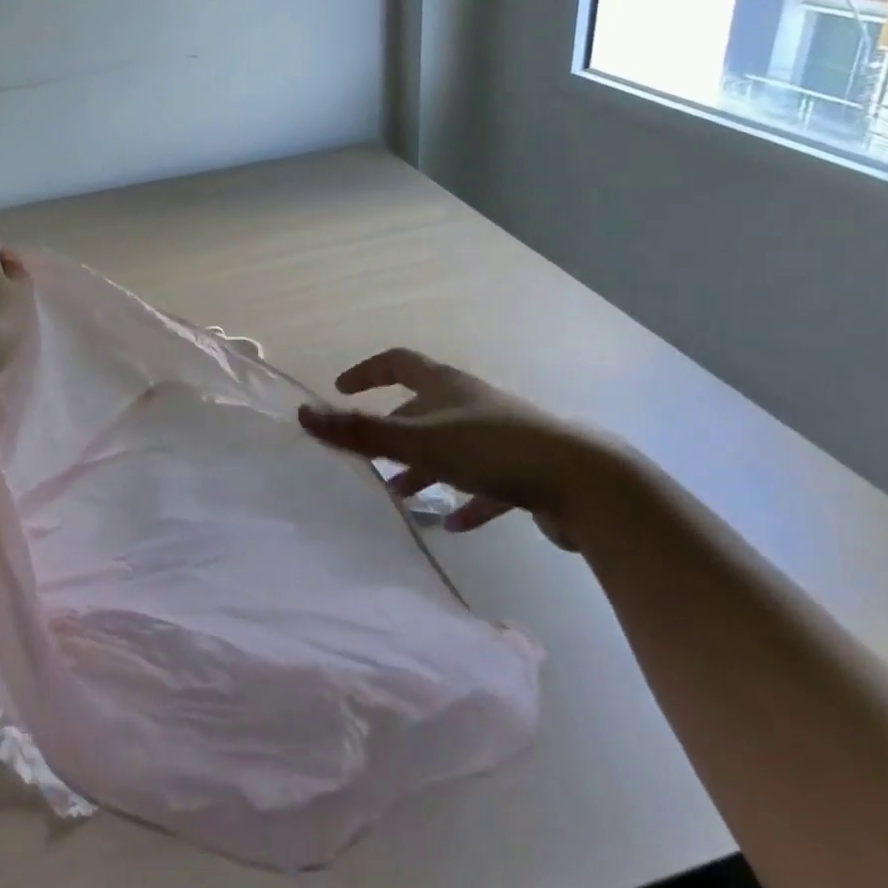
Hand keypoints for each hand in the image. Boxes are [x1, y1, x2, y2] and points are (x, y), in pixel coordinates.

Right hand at [298, 348, 637, 550]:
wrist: (584, 483)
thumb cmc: (493, 450)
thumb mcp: (419, 440)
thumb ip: (360, 432)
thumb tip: (303, 415)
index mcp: (448, 386)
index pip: (399, 362)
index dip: (368, 372)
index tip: (341, 389)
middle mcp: (474, 404)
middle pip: (424, 408)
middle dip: (394, 431)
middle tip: (370, 459)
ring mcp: (502, 437)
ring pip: (452, 448)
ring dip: (425, 468)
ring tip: (403, 496)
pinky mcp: (526, 472)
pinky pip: (486, 484)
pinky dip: (466, 500)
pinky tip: (455, 525)